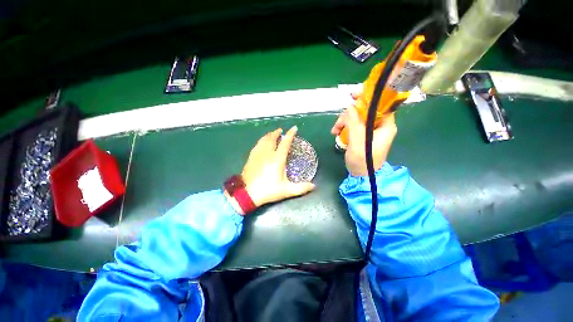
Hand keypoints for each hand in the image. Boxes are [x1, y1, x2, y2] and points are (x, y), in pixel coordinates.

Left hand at [228, 126, 315, 212]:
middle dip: (277, 133)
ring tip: (272, 133)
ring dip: (269, 135)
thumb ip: (301, 188)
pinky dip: (261, 140)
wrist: (248, 193)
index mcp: (277, 159)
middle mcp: (267, 153)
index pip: (285, 143)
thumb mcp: (286, 190)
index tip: (294, 128)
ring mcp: (258, 154)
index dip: (290, 135)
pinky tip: (262, 142)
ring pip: (263, 140)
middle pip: (272, 138)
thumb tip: (314, 186)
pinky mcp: (251, 157)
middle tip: (281, 130)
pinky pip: (257, 145)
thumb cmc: (268, 190)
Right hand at [331, 93, 396, 176]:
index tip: (353, 95)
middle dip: (349, 114)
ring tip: (334, 131)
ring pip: (357, 118)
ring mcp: (371, 131)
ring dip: (344, 122)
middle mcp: (379, 125)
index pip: (380, 104)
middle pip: (365, 111)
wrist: (362, 176)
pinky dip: (344, 127)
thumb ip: (354, 122)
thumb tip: (349, 106)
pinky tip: (337, 133)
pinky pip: (353, 125)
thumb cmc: (363, 161)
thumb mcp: (358, 141)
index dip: (368, 97)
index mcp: (385, 125)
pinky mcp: (363, 136)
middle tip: (338, 123)